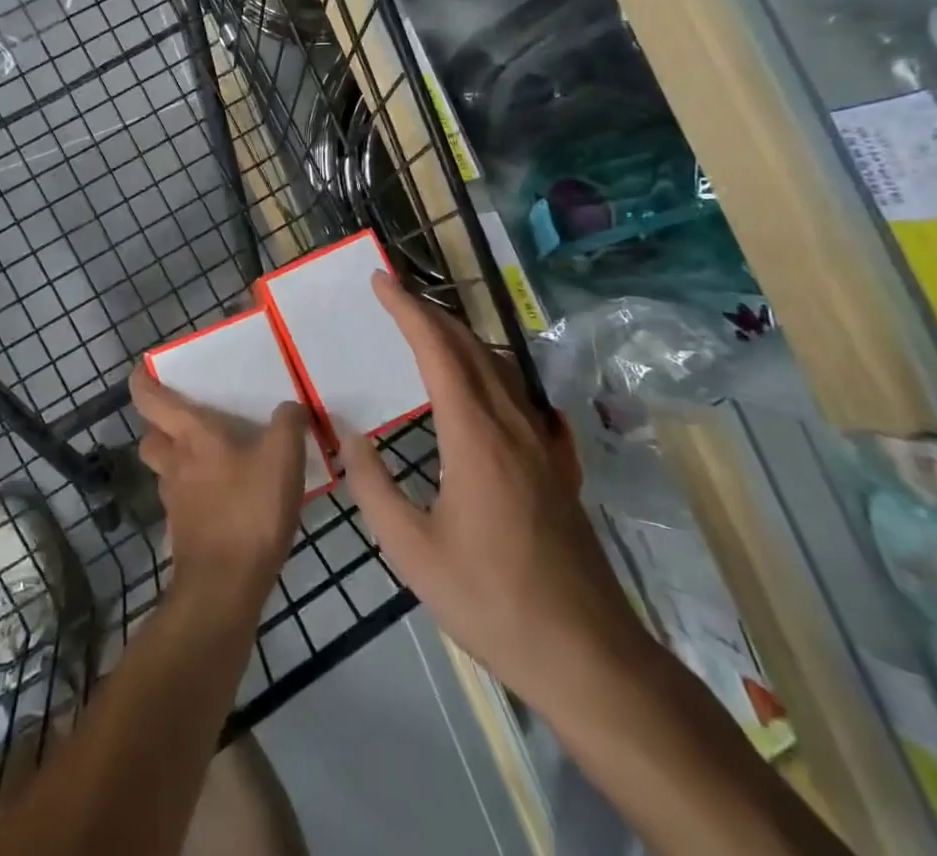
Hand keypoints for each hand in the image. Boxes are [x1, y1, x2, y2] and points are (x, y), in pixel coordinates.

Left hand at [130, 365, 306, 614]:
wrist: (224, 588)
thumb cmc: (249, 510)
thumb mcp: (282, 458)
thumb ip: (288, 425)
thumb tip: (291, 407)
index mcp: (191, 436)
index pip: (150, 399)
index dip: (142, 380)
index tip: (145, 369)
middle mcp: (174, 463)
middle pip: (152, 437)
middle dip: (162, 426)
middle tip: (190, 420)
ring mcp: (175, 501)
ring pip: (166, 470)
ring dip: (181, 460)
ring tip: (217, 458)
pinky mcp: (183, 532)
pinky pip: (184, 500)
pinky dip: (198, 493)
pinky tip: (229, 498)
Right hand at [343, 273, 645, 706]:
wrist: (587, 654)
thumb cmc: (491, 601)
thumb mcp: (413, 553)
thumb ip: (373, 488)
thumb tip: (350, 437)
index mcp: (475, 435)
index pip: (438, 349)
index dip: (407, 308)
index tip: (380, 281)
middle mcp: (512, 423)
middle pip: (470, 346)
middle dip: (429, 312)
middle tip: (393, 296)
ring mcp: (541, 441)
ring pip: (497, 365)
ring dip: (458, 337)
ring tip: (423, 331)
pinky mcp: (557, 463)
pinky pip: (517, 394)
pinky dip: (486, 369)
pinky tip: (477, 386)